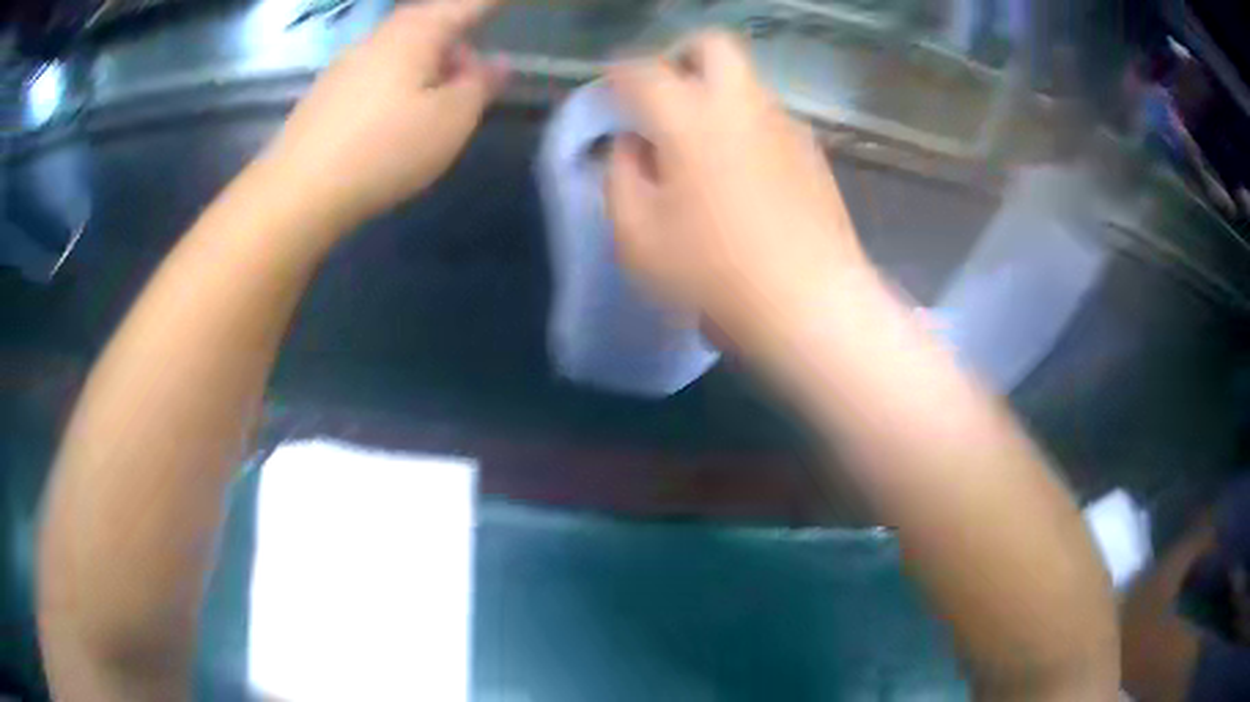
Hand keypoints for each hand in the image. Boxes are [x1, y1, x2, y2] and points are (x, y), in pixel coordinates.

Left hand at [265, 0, 506, 228]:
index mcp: (415, 33)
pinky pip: (374, 73)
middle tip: (473, 74)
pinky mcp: (324, 95)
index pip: (466, 6)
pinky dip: (396, 82)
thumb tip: (497, 63)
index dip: (489, 4)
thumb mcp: (451, 120)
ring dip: (425, 64)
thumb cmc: (384, 149)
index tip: (506, 2)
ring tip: (436, 100)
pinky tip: (395, 118)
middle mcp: (378, 38)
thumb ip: (480, 85)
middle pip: (428, 23)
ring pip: (398, 49)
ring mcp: (345, 65)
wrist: (298, 192)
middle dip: (456, 40)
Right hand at [605, 31, 868, 359]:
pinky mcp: (814, 153)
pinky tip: (743, 176)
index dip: (618, 77)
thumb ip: (620, 176)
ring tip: (702, 147)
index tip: (611, 98)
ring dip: (716, 95)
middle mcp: (742, 104)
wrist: (810, 304)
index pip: (642, 70)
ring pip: (745, 82)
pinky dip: (747, 127)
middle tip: (663, 97)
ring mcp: (786, 125)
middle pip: (712, 45)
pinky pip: (770, 119)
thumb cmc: (712, 272)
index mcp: (689, 116)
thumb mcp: (635, 234)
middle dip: (680, 58)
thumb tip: (632, 144)